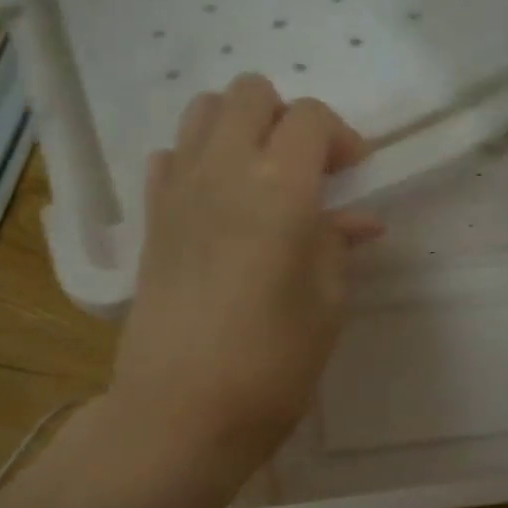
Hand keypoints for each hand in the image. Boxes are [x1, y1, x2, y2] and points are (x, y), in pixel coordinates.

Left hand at [110, 74, 380, 483]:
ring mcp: (176, 192)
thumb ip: (338, 248)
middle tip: (307, 173)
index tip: (354, 176)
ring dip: (238, 128)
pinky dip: (195, 161)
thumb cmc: (271, 367)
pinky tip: (215, 205)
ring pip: (202, 112)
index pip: (309, 118)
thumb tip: (357, 220)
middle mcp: (221, 171)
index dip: (340, 137)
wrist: (181, 413)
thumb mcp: (325, 307)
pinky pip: (168, 158)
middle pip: (250, 94)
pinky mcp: (150, 221)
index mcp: (279, 189)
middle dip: (286, 119)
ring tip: (260, 180)